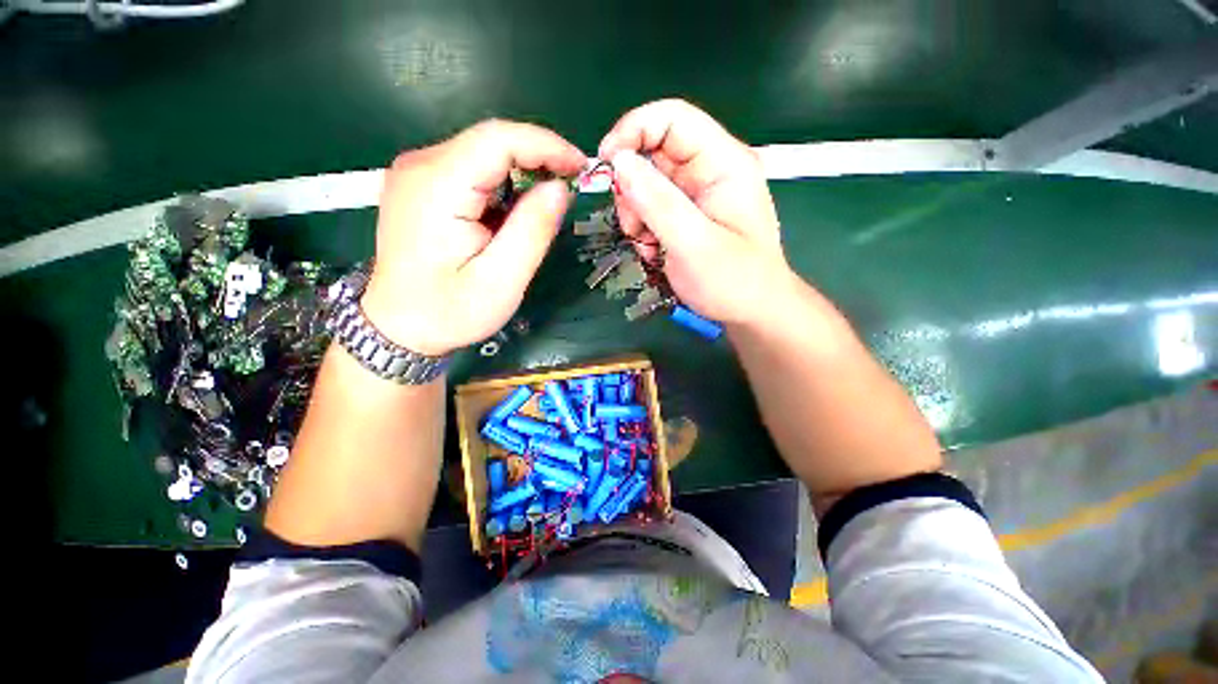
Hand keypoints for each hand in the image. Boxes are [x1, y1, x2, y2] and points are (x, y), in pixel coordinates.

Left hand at [362, 120, 585, 355]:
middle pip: (490, 142)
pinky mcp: (421, 186)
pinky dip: (502, 184)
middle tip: (570, 187)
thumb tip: (560, 188)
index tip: (581, 166)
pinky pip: (471, 170)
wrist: (399, 327)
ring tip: (545, 206)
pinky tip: (513, 213)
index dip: (546, 146)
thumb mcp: (501, 280)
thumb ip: (532, 231)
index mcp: (437, 186)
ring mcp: (417, 173)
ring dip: (521, 173)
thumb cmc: (450, 311)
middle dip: (537, 159)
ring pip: (482, 154)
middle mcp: (421, 166)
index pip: (497, 139)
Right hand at [599, 99, 790, 325]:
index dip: (633, 131)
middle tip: (632, 226)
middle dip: (631, 188)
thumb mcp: (694, 244)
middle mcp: (708, 171)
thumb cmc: (733, 281)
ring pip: (646, 184)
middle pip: (652, 152)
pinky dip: (642, 229)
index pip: (672, 118)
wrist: (750, 312)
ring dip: (635, 214)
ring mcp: (695, 195)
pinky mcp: (685, 216)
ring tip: (646, 245)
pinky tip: (652, 251)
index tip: (605, 164)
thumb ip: (658, 202)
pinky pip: (650, 209)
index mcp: (722, 163)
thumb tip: (619, 162)